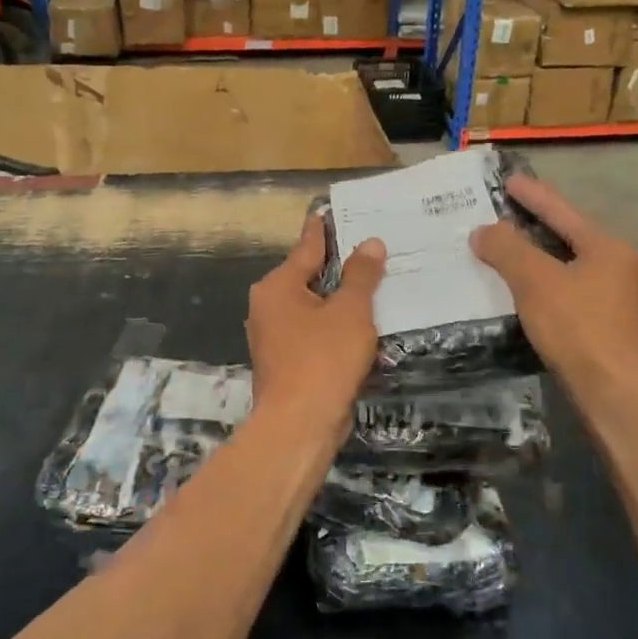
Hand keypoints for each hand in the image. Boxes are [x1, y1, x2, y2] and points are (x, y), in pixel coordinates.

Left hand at [246, 215, 385, 433]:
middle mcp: (267, 307)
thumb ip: (361, 275)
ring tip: (370, 287)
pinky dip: (333, 327)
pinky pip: (312, 334)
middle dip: (335, 267)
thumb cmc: (323, 359)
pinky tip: (358, 328)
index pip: (306, 248)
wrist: (299, 425)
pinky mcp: (284, 363)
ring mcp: (272, 338)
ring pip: (311, 308)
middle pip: (307, 278)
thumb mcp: (350, 312)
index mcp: (278, 287)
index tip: (328, 212)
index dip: (322, 230)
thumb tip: (370, 243)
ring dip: (337, 301)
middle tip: (366, 250)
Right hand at [470, 174, 637, 399]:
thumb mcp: (534, 282)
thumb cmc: (576, 328)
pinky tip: (534, 296)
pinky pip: (576, 292)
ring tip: (514, 255)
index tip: (510, 181)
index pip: (562, 211)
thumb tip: (483, 231)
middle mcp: (621, 266)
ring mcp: (622, 299)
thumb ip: (507, 250)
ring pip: (574, 267)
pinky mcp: (614, 328)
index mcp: (607, 247)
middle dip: (538, 226)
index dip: (533, 195)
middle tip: (507, 216)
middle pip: (571, 237)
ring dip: (544, 259)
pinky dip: (552, 286)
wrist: (614, 393)